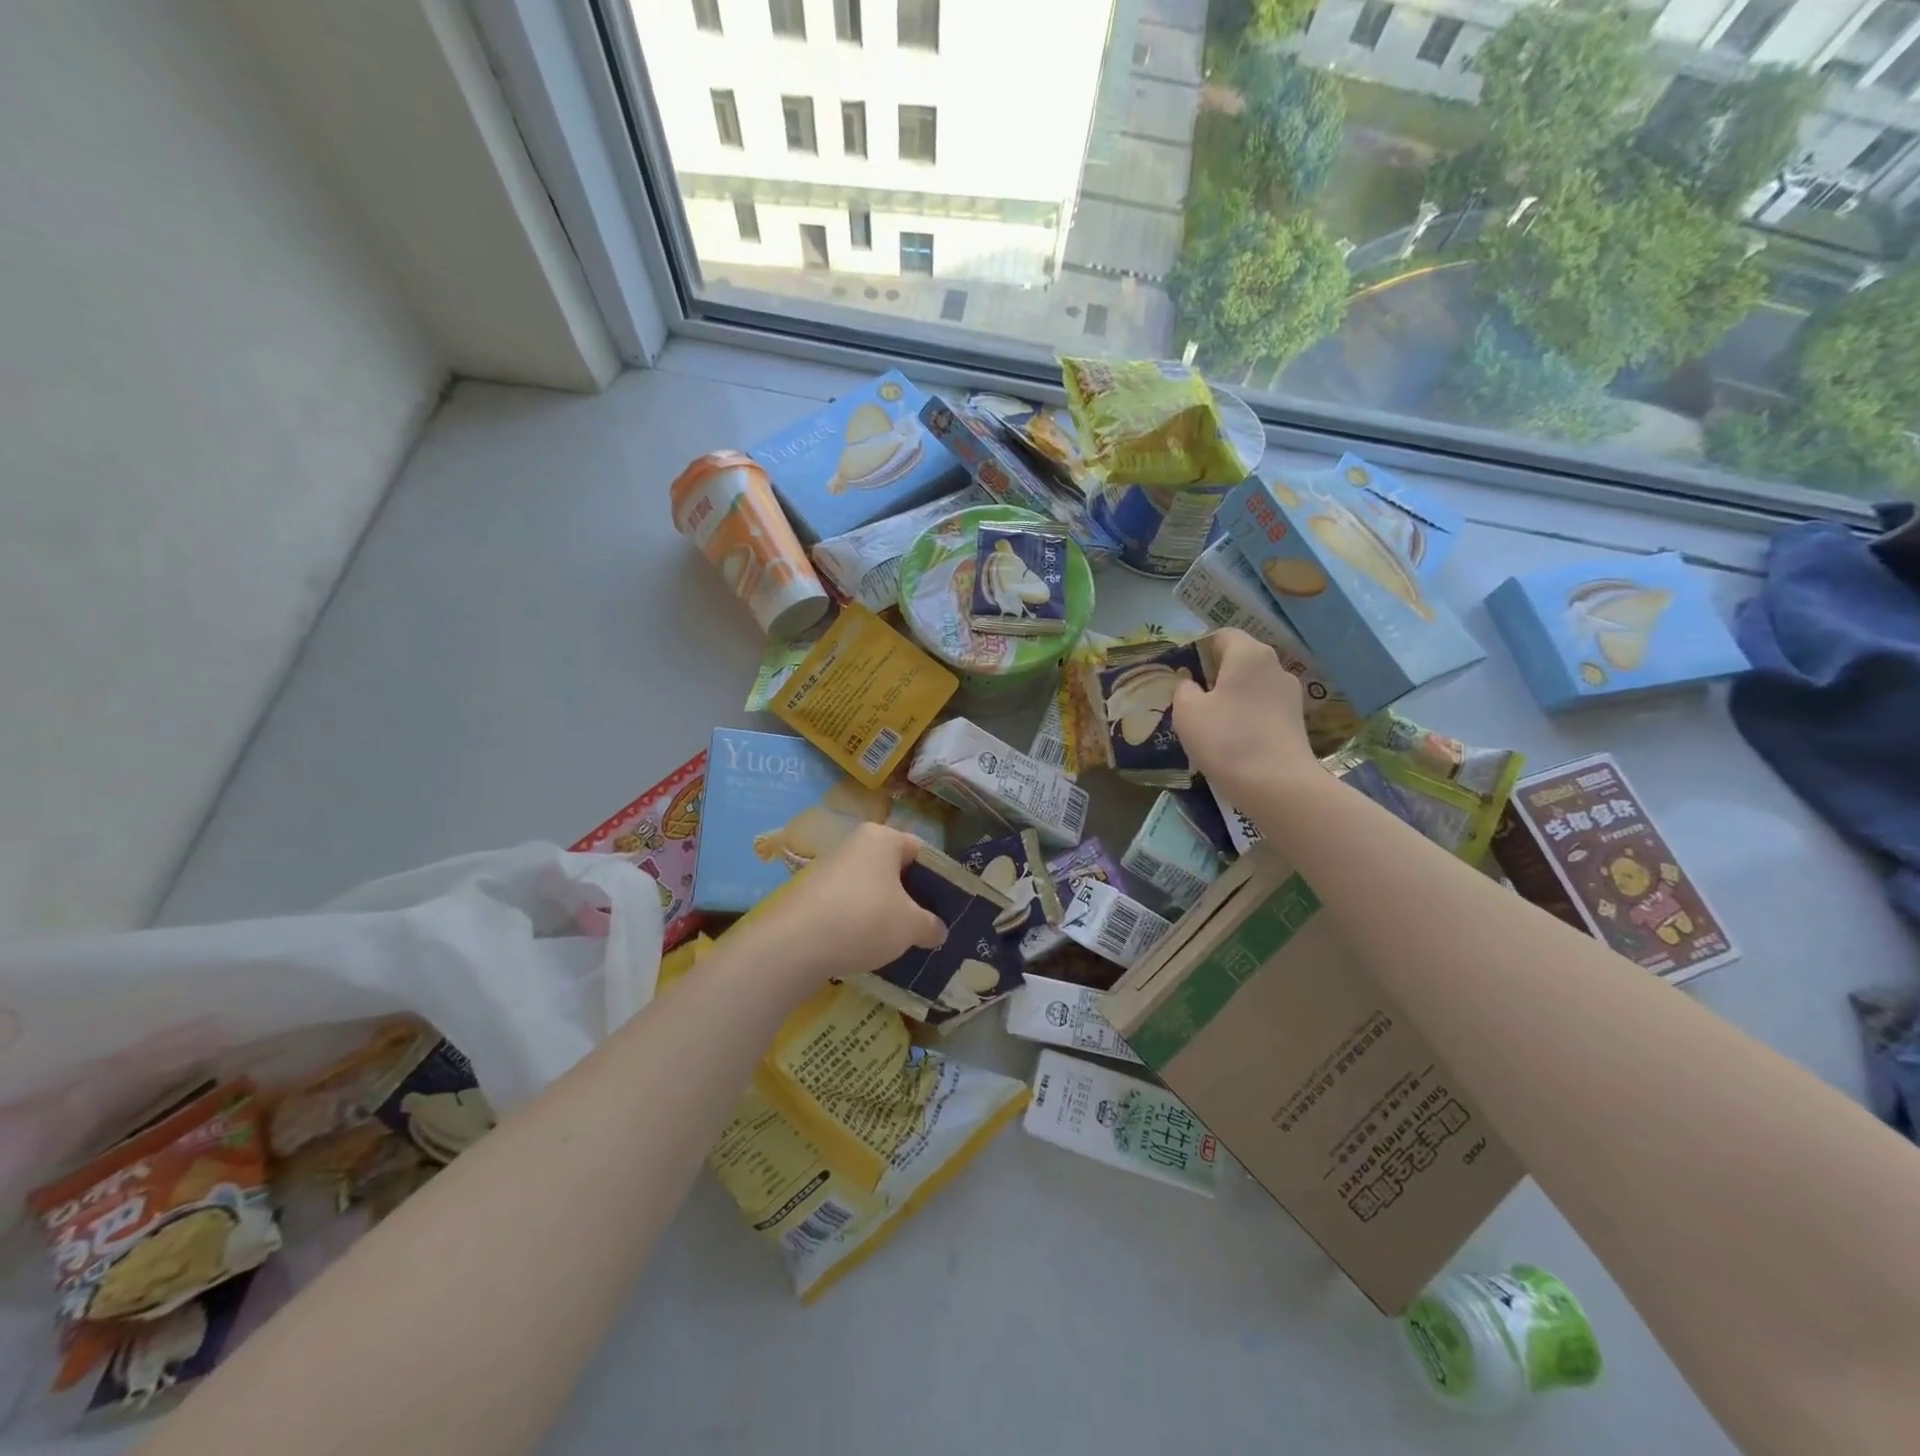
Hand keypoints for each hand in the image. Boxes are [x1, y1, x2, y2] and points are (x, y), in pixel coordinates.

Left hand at [748, 823, 946, 984]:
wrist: (794, 945)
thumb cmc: (865, 920)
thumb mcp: (910, 926)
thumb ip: (930, 925)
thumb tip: (939, 930)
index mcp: (882, 838)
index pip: (921, 851)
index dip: (939, 878)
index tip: (949, 906)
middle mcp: (855, 845)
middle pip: (895, 869)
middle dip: (913, 897)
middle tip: (929, 926)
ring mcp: (830, 869)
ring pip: (872, 888)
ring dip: (887, 911)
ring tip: (902, 941)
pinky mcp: (812, 895)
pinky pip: (849, 904)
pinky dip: (862, 921)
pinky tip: (869, 947)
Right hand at [1174, 629, 1315, 806]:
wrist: (1277, 785)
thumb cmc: (1226, 738)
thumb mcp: (1187, 711)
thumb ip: (1184, 689)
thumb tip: (1191, 684)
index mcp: (1248, 653)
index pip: (1222, 635)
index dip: (1198, 647)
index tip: (1180, 670)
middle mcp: (1275, 666)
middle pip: (1239, 659)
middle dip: (1214, 673)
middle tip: (1190, 696)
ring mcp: (1290, 695)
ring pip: (1252, 685)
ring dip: (1231, 696)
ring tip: (1209, 720)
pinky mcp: (1296, 721)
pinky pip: (1263, 708)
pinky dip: (1245, 715)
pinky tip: (1231, 738)